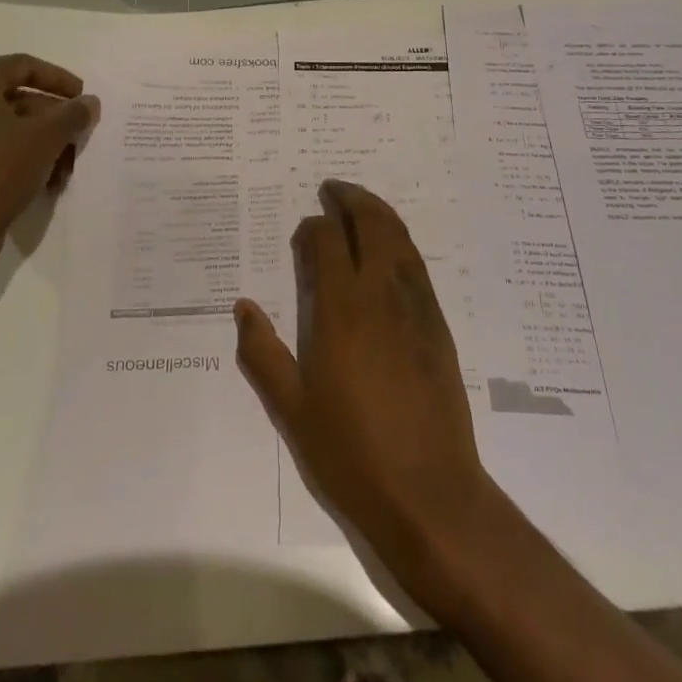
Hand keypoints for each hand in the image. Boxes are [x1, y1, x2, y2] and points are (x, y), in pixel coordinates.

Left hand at [0, 54, 99, 292]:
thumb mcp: (44, 140)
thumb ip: (72, 115)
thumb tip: (89, 102)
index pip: (23, 65)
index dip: (59, 79)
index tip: (85, 98)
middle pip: (16, 98)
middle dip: (54, 118)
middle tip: (80, 137)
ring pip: (7, 129)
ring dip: (42, 143)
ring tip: (66, 169)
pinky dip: (21, 160)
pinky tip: (44, 184)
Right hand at [233, 181, 493, 584]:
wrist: (429, 492)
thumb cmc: (351, 452)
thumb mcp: (292, 409)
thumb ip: (262, 353)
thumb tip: (243, 307)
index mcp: (341, 310)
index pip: (327, 241)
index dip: (313, 227)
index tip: (304, 232)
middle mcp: (381, 294)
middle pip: (371, 223)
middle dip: (351, 198)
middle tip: (333, 189)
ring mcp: (415, 306)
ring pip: (399, 237)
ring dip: (379, 211)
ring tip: (361, 203)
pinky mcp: (438, 324)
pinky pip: (417, 264)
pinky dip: (400, 240)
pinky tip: (391, 249)